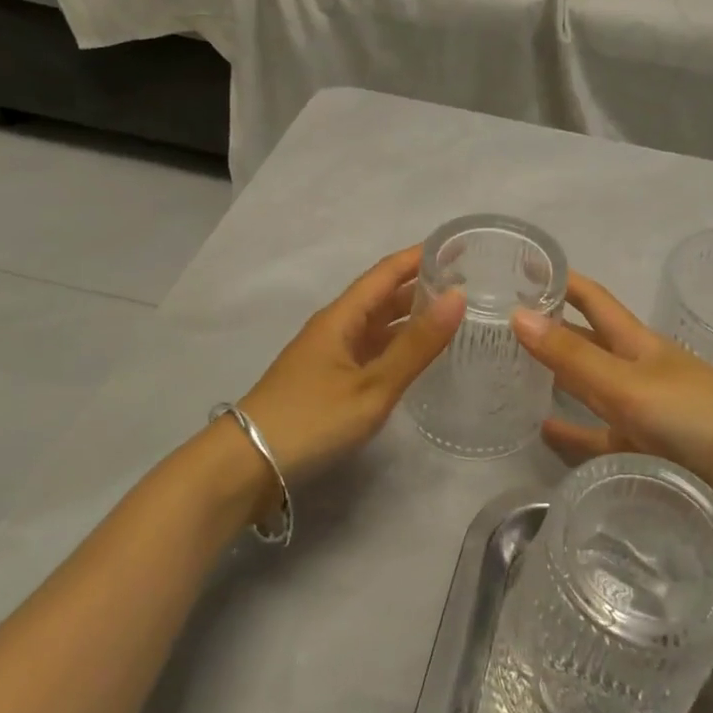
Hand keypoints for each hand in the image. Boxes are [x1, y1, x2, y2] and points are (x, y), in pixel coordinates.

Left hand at [234, 247, 464, 497]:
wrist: (248, 465)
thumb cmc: (312, 419)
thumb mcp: (372, 385)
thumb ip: (416, 345)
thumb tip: (458, 296)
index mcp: (342, 317)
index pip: (386, 273)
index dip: (419, 257)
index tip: (455, 247)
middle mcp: (335, 328)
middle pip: (381, 296)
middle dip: (419, 286)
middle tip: (464, 283)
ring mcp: (329, 355)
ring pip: (375, 324)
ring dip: (408, 316)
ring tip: (449, 315)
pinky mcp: (327, 380)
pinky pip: (369, 349)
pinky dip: (395, 344)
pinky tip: (414, 355)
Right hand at [511, 272, 712, 544]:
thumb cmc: (697, 416)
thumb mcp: (628, 384)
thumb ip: (573, 356)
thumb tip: (517, 314)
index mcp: (637, 343)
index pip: (592, 300)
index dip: (562, 281)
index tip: (522, 265)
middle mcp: (636, 370)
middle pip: (586, 342)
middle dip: (550, 329)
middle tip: (498, 324)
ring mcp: (641, 411)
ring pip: (588, 389)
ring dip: (556, 380)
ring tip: (510, 376)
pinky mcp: (644, 451)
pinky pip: (597, 438)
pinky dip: (572, 433)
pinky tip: (542, 432)